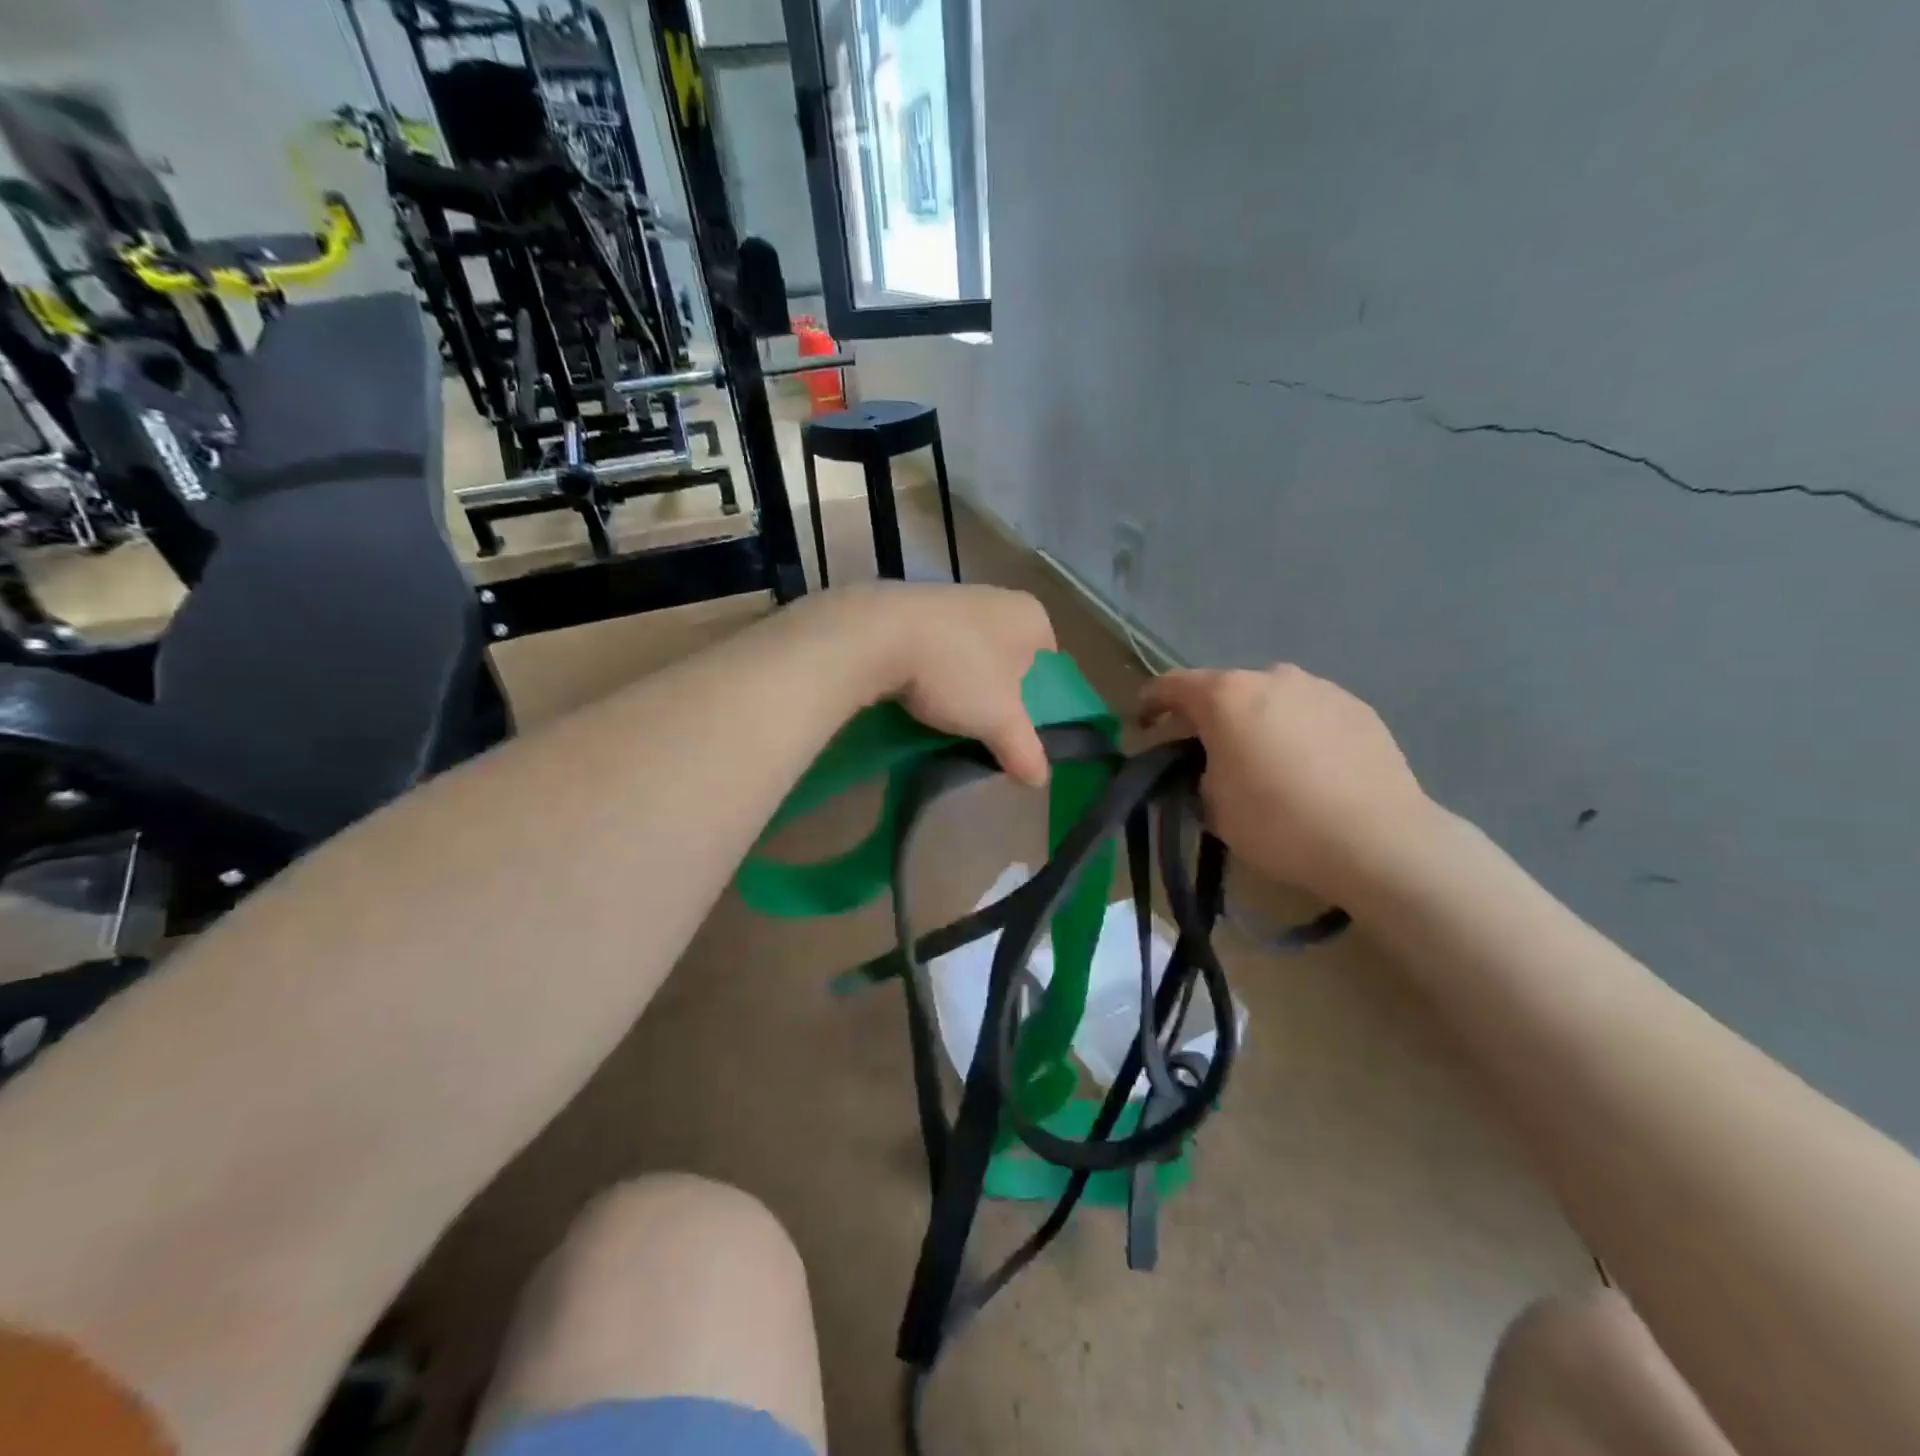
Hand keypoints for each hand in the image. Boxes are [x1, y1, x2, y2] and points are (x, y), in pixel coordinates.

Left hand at [800, 583, 1056, 785]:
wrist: (875, 635)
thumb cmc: (956, 671)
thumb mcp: (999, 721)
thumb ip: (1025, 749)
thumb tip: (1040, 780)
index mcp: (1030, 616)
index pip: (1048, 662)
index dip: (1038, 697)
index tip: (1019, 726)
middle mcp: (994, 597)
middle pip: (1006, 658)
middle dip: (996, 692)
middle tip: (985, 728)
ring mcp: (949, 598)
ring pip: (967, 653)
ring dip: (960, 684)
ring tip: (948, 720)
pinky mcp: (908, 608)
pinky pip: (932, 649)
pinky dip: (929, 673)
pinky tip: (916, 699)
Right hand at [1138, 665, 1438, 900]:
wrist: (1378, 841)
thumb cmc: (1279, 822)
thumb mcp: (1213, 806)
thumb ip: (1197, 773)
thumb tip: (1208, 764)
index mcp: (1226, 696)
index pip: (1171, 685)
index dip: (1149, 702)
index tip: (1141, 724)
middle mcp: (1271, 677)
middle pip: (1224, 689)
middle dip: (1207, 716)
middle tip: (1204, 751)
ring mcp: (1319, 688)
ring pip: (1270, 698)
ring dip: (1254, 720)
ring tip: (1262, 760)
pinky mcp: (1357, 707)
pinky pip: (1308, 712)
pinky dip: (1295, 730)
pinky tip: (1306, 767)